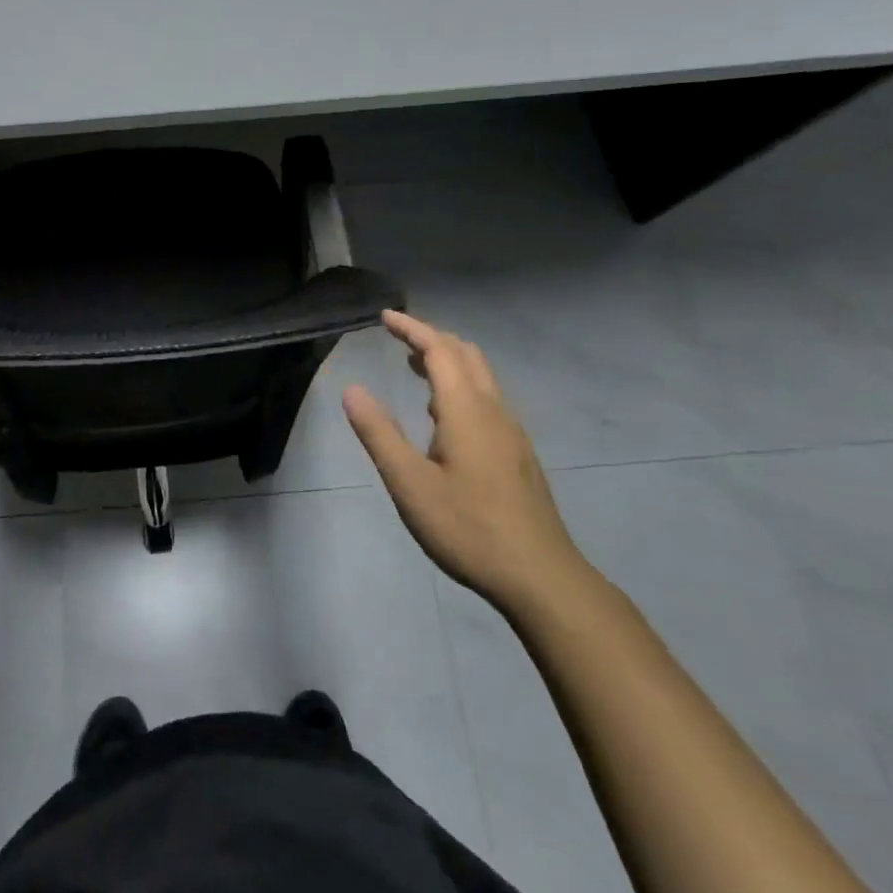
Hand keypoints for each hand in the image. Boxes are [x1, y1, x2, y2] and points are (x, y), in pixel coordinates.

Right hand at [342, 311, 590, 616]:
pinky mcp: (518, 454)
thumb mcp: (410, 483)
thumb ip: (379, 434)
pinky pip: (487, 399)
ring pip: (481, 377)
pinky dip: (460, 385)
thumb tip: (352, 389)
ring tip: (414, 367)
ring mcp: (511, 433)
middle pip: (466, 355)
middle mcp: (494, 411)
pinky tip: (442, 416)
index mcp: (466, 411)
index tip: (384, 316)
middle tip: (398, 336)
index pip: (439, 351)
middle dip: (431, 338)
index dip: (412, 329)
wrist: (540, 576)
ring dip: (447, 361)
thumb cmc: (468, 528)